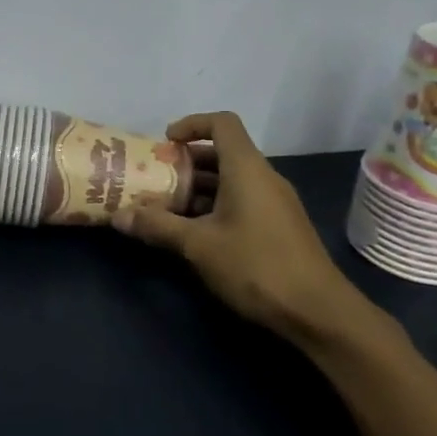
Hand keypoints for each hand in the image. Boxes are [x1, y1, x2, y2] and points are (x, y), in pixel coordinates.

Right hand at [114, 111, 388, 351]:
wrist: (319, 312)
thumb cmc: (256, 266)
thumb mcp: (198, 245)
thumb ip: (157, 226)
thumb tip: (117, 216)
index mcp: (246, 169)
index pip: (221, 123)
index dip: (192, 124)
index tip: (166, 143)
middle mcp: (264, 177)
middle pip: (222, 152)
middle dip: (186, 163)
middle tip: (155, 179)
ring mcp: (275, 203)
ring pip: (231, 180)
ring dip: (198, 188)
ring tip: (167, 208)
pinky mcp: (280, 226)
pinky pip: (243, 200)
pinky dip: (216, 206)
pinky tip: (196, 233)